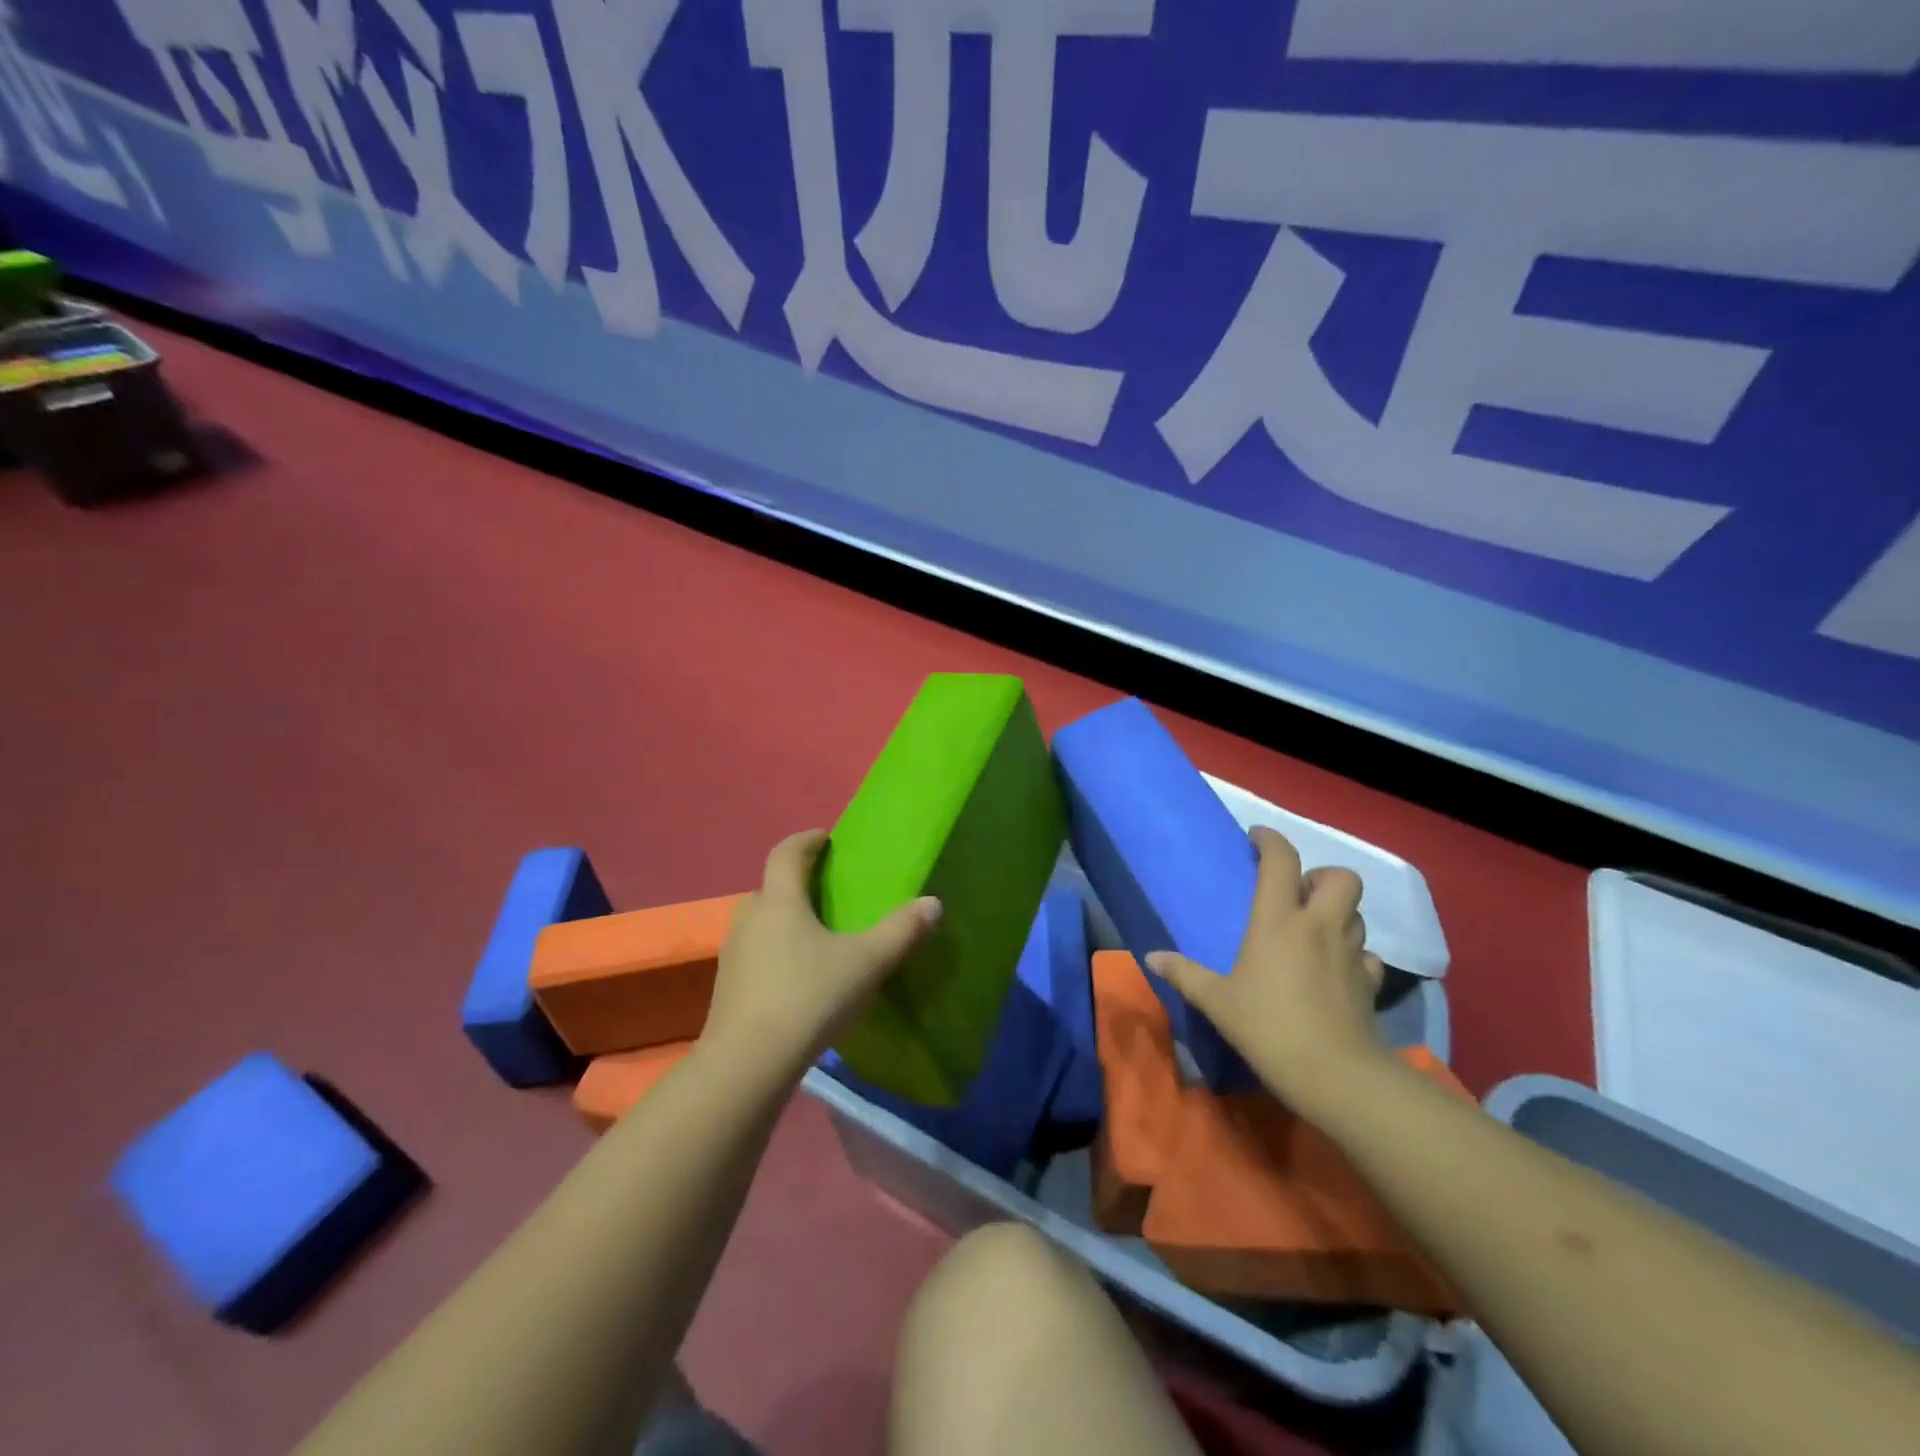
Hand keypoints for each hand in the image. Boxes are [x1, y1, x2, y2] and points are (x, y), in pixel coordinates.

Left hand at [704, 829, 941, 1077]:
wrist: (748, 1064)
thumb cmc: (808, 997)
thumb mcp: (866, 963)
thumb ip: (901, 931)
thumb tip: (933, 903)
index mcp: (779, 901)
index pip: (786, 853)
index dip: (806, 840)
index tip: (825, 838)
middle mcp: (749, 919)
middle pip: (770, 888)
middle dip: (796, 884)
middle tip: (826, 894)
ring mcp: (732, 955)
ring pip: (760, 924)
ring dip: (784, 922)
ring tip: (815, 938)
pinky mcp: (727, 990)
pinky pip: (754, 956)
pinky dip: (774, 955)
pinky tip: (797, 980)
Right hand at [1146, 826, 1390, 1119]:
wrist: (1335, 1075)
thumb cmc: (1268, 1027)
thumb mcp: (1216, 1001)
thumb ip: (1184, 974)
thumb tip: (1151, 957)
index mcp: (1278, 920)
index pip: (1281, 860)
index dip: (1270, 840)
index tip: (1256, 838)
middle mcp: (1319, 926)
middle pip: (1341, 877)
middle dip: (1320, 875)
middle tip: (1296, 892)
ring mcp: (1350, 953)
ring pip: (1356, 912)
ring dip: (1337, 911)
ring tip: (1312, 928)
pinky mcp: (1369, 982)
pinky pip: (1366, 953)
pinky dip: (1352, 952)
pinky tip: (1334, 968)